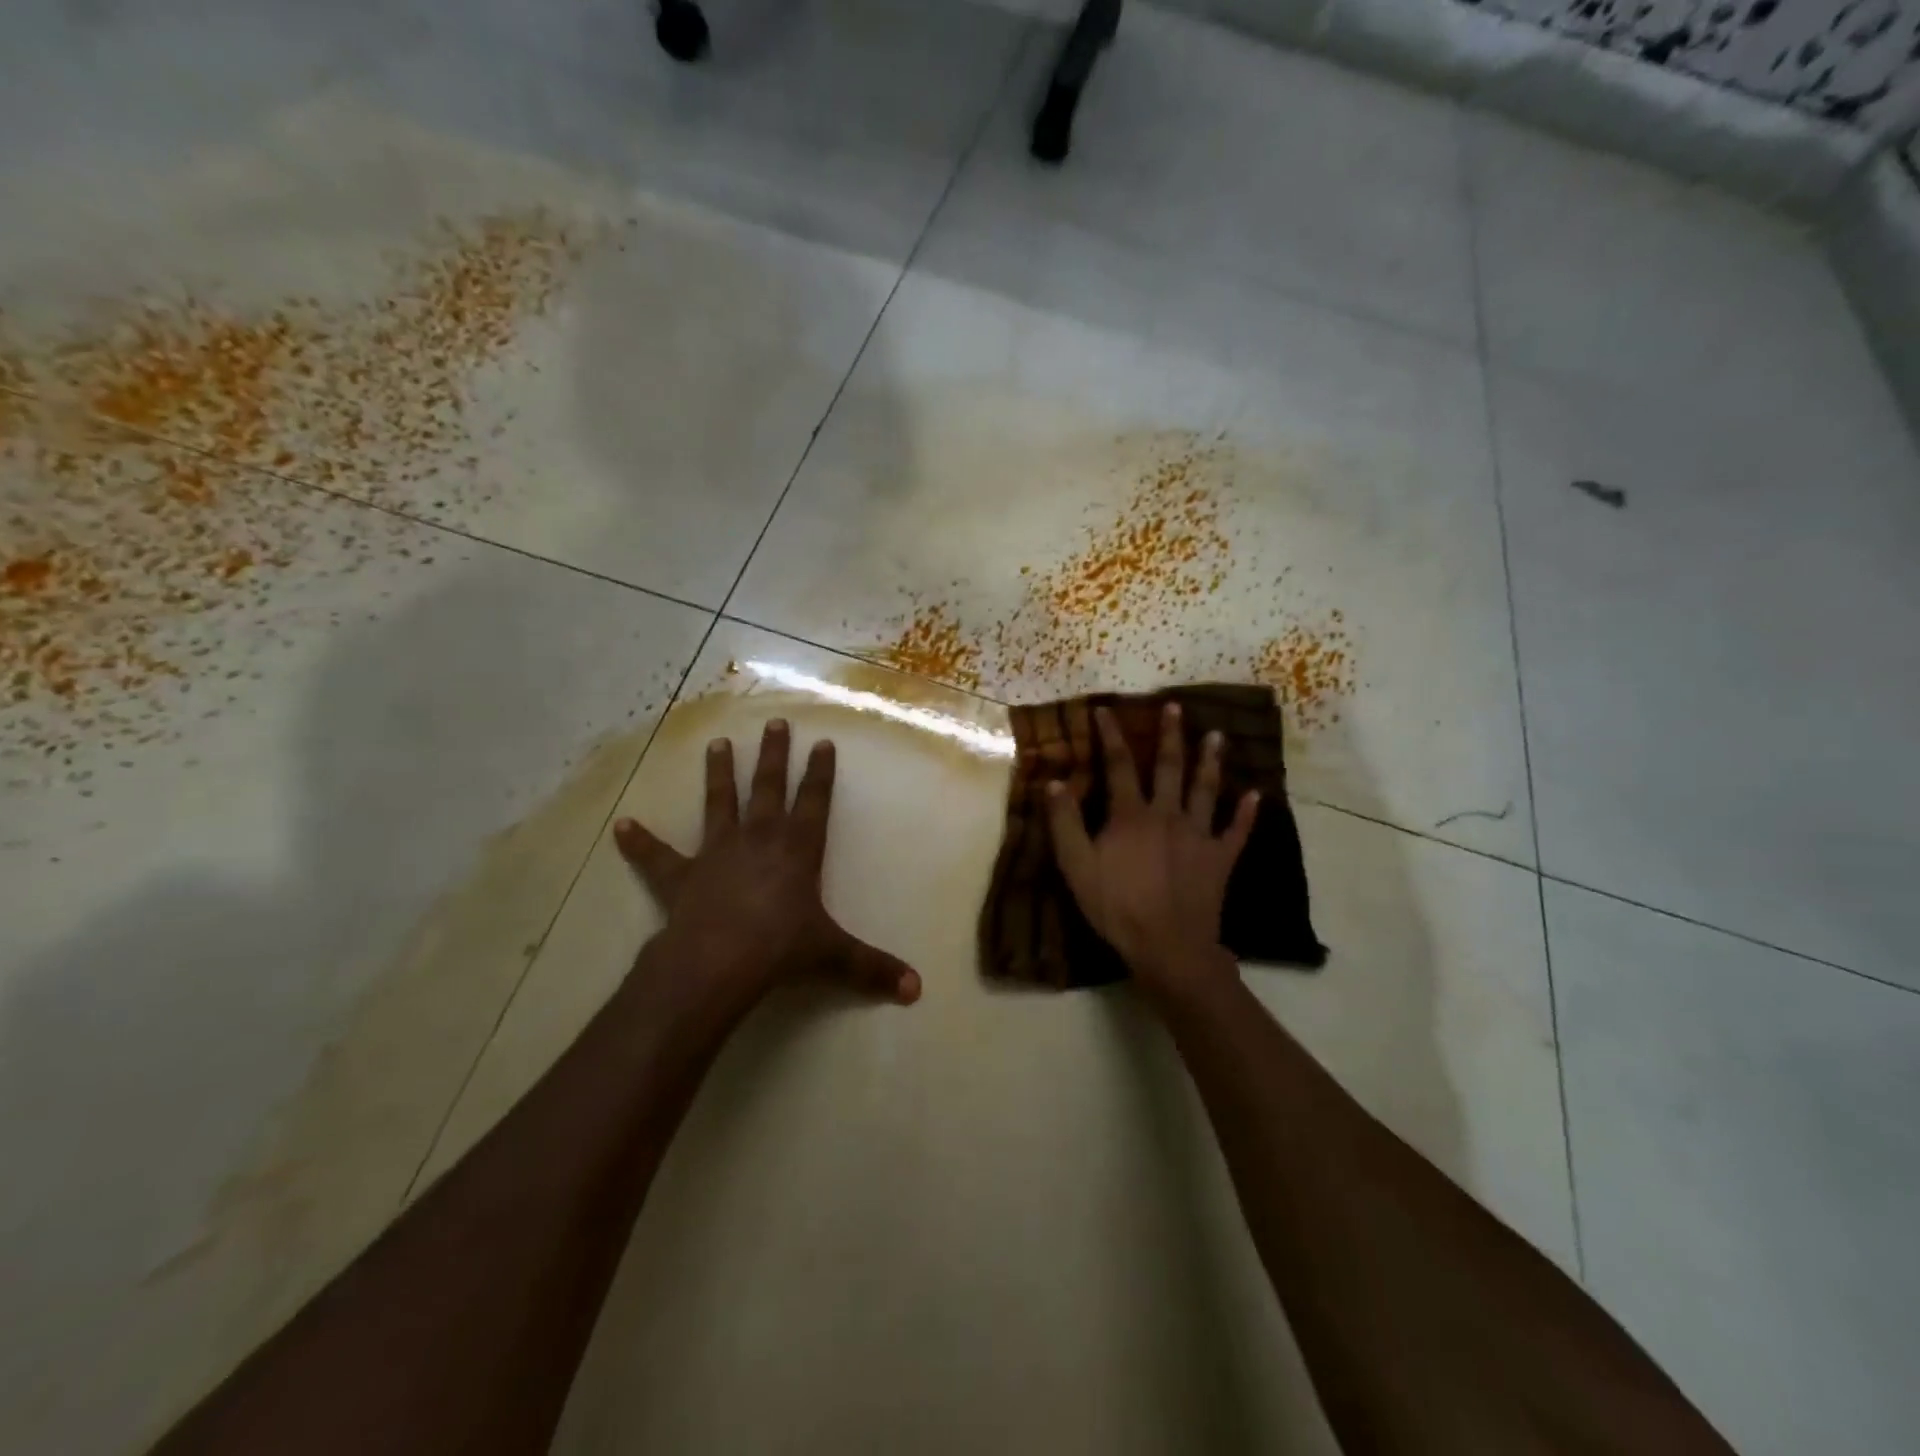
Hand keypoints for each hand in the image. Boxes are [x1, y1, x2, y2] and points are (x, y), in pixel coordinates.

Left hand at [613, 718, 922, 1008]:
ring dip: (719, 774)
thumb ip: (872, 968)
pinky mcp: (682, 875)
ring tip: (716, 744)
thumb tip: (917, 991)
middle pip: (768, 788)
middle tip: (774, 723)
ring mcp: (717, 852)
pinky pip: (657, 856)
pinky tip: (621, 826)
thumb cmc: (781, 949)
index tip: (822, 743)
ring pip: (719, 803)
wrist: (718, 961)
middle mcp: (758, 839)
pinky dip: (640, 842)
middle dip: (773, 755)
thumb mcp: (834, 957)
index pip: (814, 802)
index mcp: (797, 850)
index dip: (820, 773)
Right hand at [1046, 702, 1257, 1002]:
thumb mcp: (1076, 866)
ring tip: (1217, 735)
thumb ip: (1065, 822)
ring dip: (1211, 761)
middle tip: (1176, 707)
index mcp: (1130, 815)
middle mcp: (1167, 814)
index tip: (1105, 710)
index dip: (1111, 736)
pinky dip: (1246, 813)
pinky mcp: (1220, 858)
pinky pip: (1236, 831)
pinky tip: (1256, 795)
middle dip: (1170, 735)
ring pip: (1205, 789)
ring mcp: (1198, 835)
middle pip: (1169, 767)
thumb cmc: (1116, 906)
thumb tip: (1053, 781)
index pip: (1118, 765)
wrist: (1168, 945)